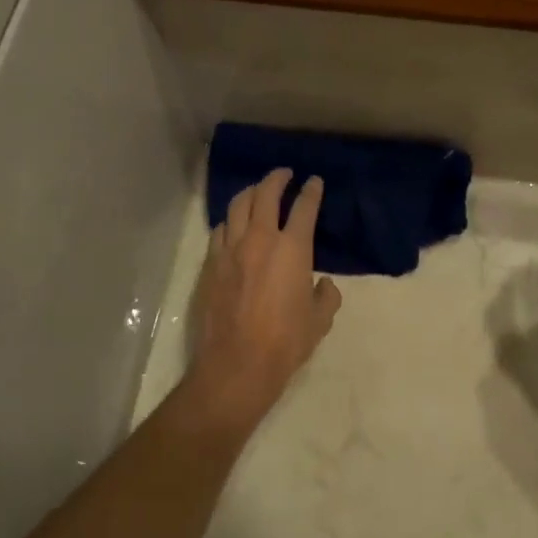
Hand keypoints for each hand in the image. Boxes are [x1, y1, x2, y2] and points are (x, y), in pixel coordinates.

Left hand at [188, 169, 341, 427]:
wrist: (237, 363)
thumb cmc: (286, 342)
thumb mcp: (320, 321)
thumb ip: (327, 296)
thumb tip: (324, 284)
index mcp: (292, 249)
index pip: (304, 207)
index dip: (311, 191)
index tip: (314, 182)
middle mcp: (260, 239)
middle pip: (265, 194)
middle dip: (277, 178)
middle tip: (284, 174)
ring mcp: (230, 250)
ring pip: (237, 206)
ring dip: (250, 193)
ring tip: (257, 191)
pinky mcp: (210, 265)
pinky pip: (220, 231)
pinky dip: (230, 221)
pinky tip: (234, 225)